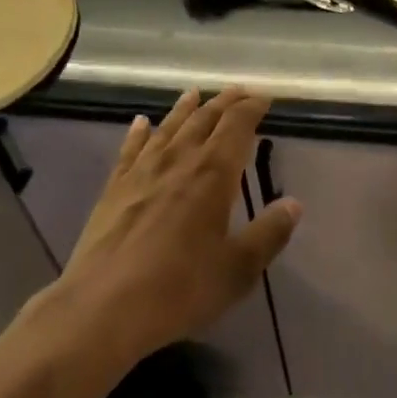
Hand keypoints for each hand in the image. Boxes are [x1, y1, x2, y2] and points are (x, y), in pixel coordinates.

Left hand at [60, 88, 301, 364]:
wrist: (103, 306)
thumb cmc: (178, 288)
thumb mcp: (237, 269)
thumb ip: (268, 234)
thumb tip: (294, 203)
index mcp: (213, 173)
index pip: (237, 125)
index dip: (252, 108)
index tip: (264, 98)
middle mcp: (179, 159)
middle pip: (204, 119)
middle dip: (224, 102)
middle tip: (238, 91)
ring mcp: (142, 170)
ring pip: (168, 127)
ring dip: (185, 108)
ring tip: (194, 93)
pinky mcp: (114, 187)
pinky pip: (130, 149)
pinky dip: (139, 132)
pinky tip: (140, 123)